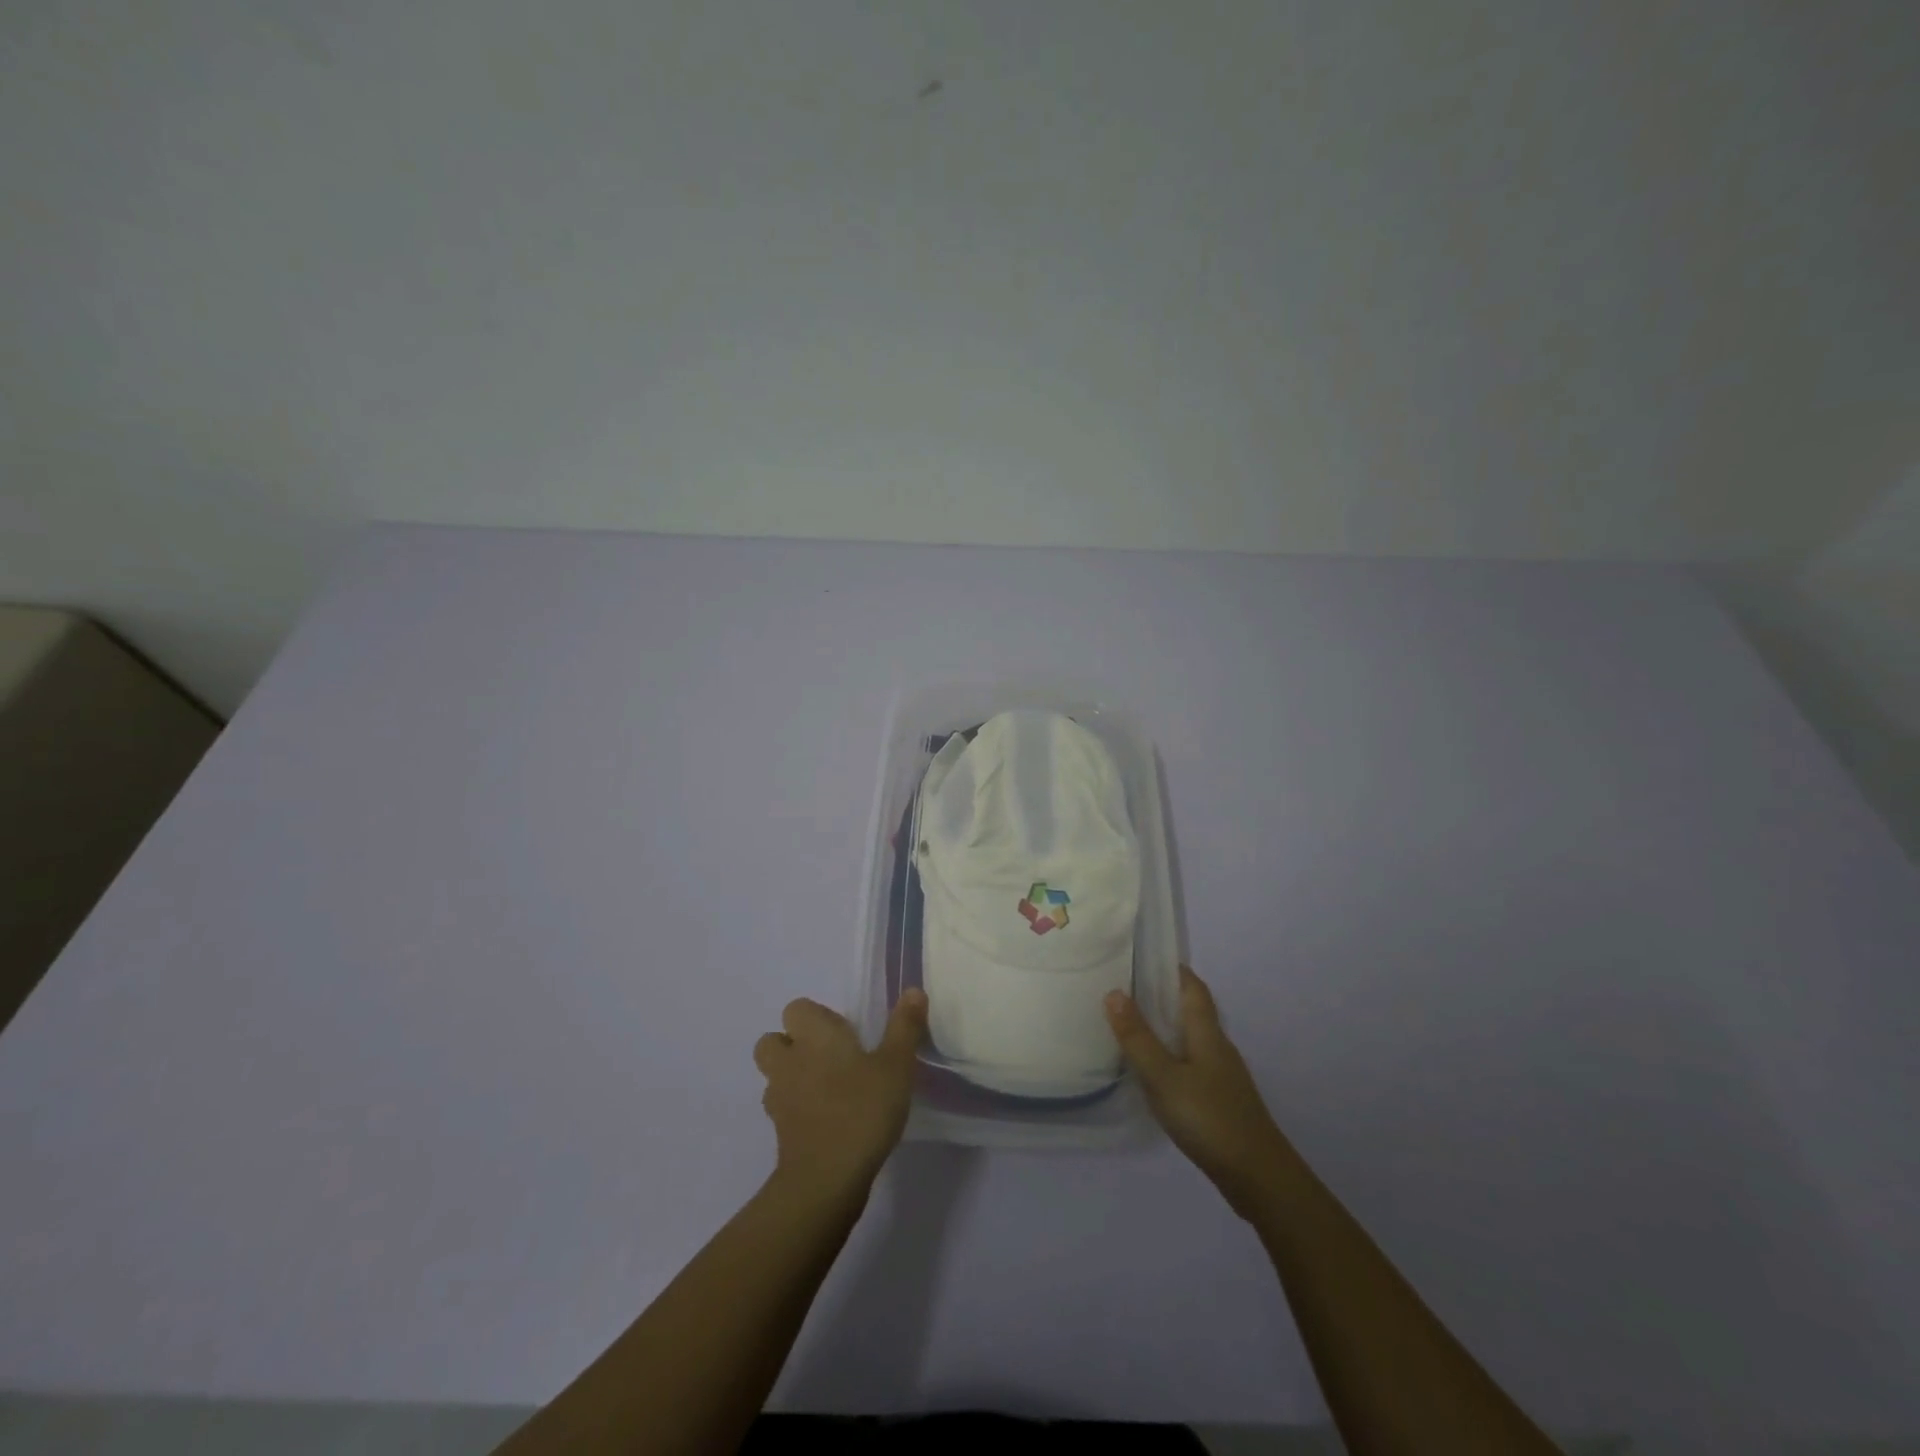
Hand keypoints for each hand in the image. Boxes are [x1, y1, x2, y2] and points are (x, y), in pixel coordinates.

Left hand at [754, 990, 926, 1203]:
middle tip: (831, 1058)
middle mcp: (789, 1061)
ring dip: (793, 1076)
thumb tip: (913, 990)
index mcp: (814, 1036)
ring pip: (775, 1075)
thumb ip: (904, 1027)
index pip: (797, 1009)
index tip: (846, 1033)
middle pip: (773, 1041)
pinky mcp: (779, 1132)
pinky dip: (798, 1108)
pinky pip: (783, 1108)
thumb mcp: (896, 1065)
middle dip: (794, 1044)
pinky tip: (827, 1119)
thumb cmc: (863, 1109)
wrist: (826, 1179)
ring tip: (829, 1089)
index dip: (817, 1017)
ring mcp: (779, 1098)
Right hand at [1106, 966, 1286, 1214]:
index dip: (1174, 970)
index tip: (1146, 957)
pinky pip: (1192, 1065)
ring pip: (1192, 1039)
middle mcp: (1218, 1048)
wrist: (1259, 1178)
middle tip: (1126, 988)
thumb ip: (1138, 1037)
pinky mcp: (1221, 1102)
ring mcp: (1223, 1076)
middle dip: (1164, 996)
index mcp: (1207, 1034)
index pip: (1193, 988)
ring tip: (1132, 1025)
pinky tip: (1154, 1072)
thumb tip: (1113, 992)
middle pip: (1193, 1011)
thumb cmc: (1209, 1118)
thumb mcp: (1164, 1077)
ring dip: (1167, 1028)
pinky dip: (1172, 1056)